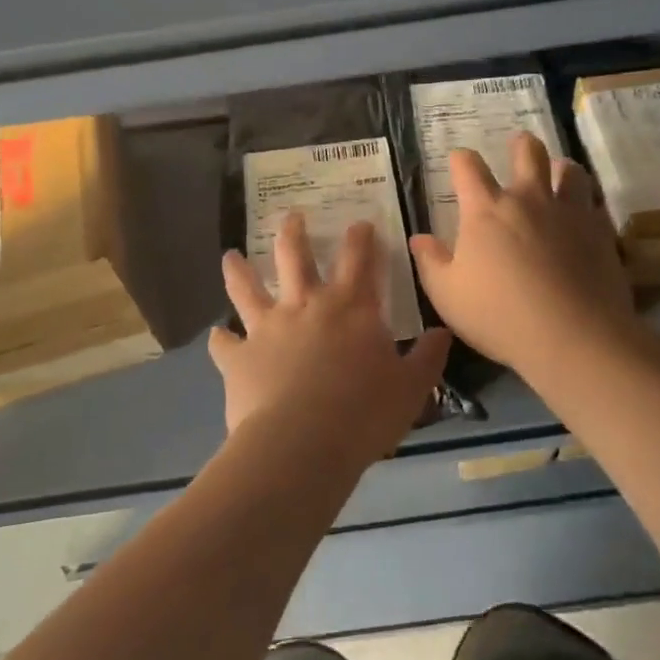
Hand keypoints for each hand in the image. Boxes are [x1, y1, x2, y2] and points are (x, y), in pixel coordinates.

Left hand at [210, 212, 451, 472]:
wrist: (301, 444)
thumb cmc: (364, 414)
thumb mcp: (412, 388)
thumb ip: (427, 357)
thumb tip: (442, 332)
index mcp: (351, 308)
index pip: (359, 260)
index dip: (361, 238)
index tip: (360, 223)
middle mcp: (306, 306)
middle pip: (296, 256)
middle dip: (295, 232)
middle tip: (291, 216)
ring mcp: (268, 328)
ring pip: (248, 288)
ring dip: (239, 270)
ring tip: (231, 256)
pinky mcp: (238, 357)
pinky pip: (224, 343)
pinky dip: (220, 338)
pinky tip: (217, 335)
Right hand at [410, 133, 635, 383]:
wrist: (573, 336)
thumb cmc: (499, 316)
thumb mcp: (448, 295)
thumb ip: (431, 262)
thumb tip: (419, 238)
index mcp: (486, 210)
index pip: (468, 167)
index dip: (461, 159)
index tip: (459, 161)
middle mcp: (528, 199)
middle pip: (527, 152)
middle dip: (520, 145)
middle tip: (518, 147)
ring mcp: (568, 212)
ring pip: (569, 170)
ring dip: (560, 168)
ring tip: (557, 174)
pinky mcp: (600, 231)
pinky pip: (595, 202)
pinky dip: (586, 202)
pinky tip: (583, 215)